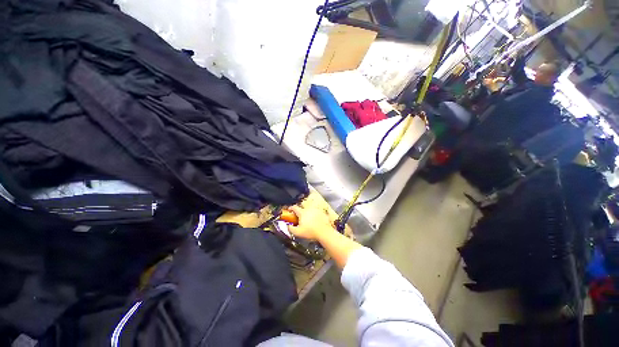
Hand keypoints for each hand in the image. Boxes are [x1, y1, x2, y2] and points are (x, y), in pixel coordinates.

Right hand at [287, 203, 336, 240]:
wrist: (324, 232)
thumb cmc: (310, 232)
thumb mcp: (298, 232)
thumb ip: (290, 228)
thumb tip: (288, 225)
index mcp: (302, 212)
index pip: (294, 207)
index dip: (291, 208)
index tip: (289, 210)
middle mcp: (309, 209)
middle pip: (302, 208)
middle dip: (299, 212)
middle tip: (298, 218)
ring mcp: (316, 210)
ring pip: (309, 210)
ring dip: (306, 214)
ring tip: (306, 220)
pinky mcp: (321, 212)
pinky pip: (315, 212)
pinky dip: (313, 215)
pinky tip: (314, 221)